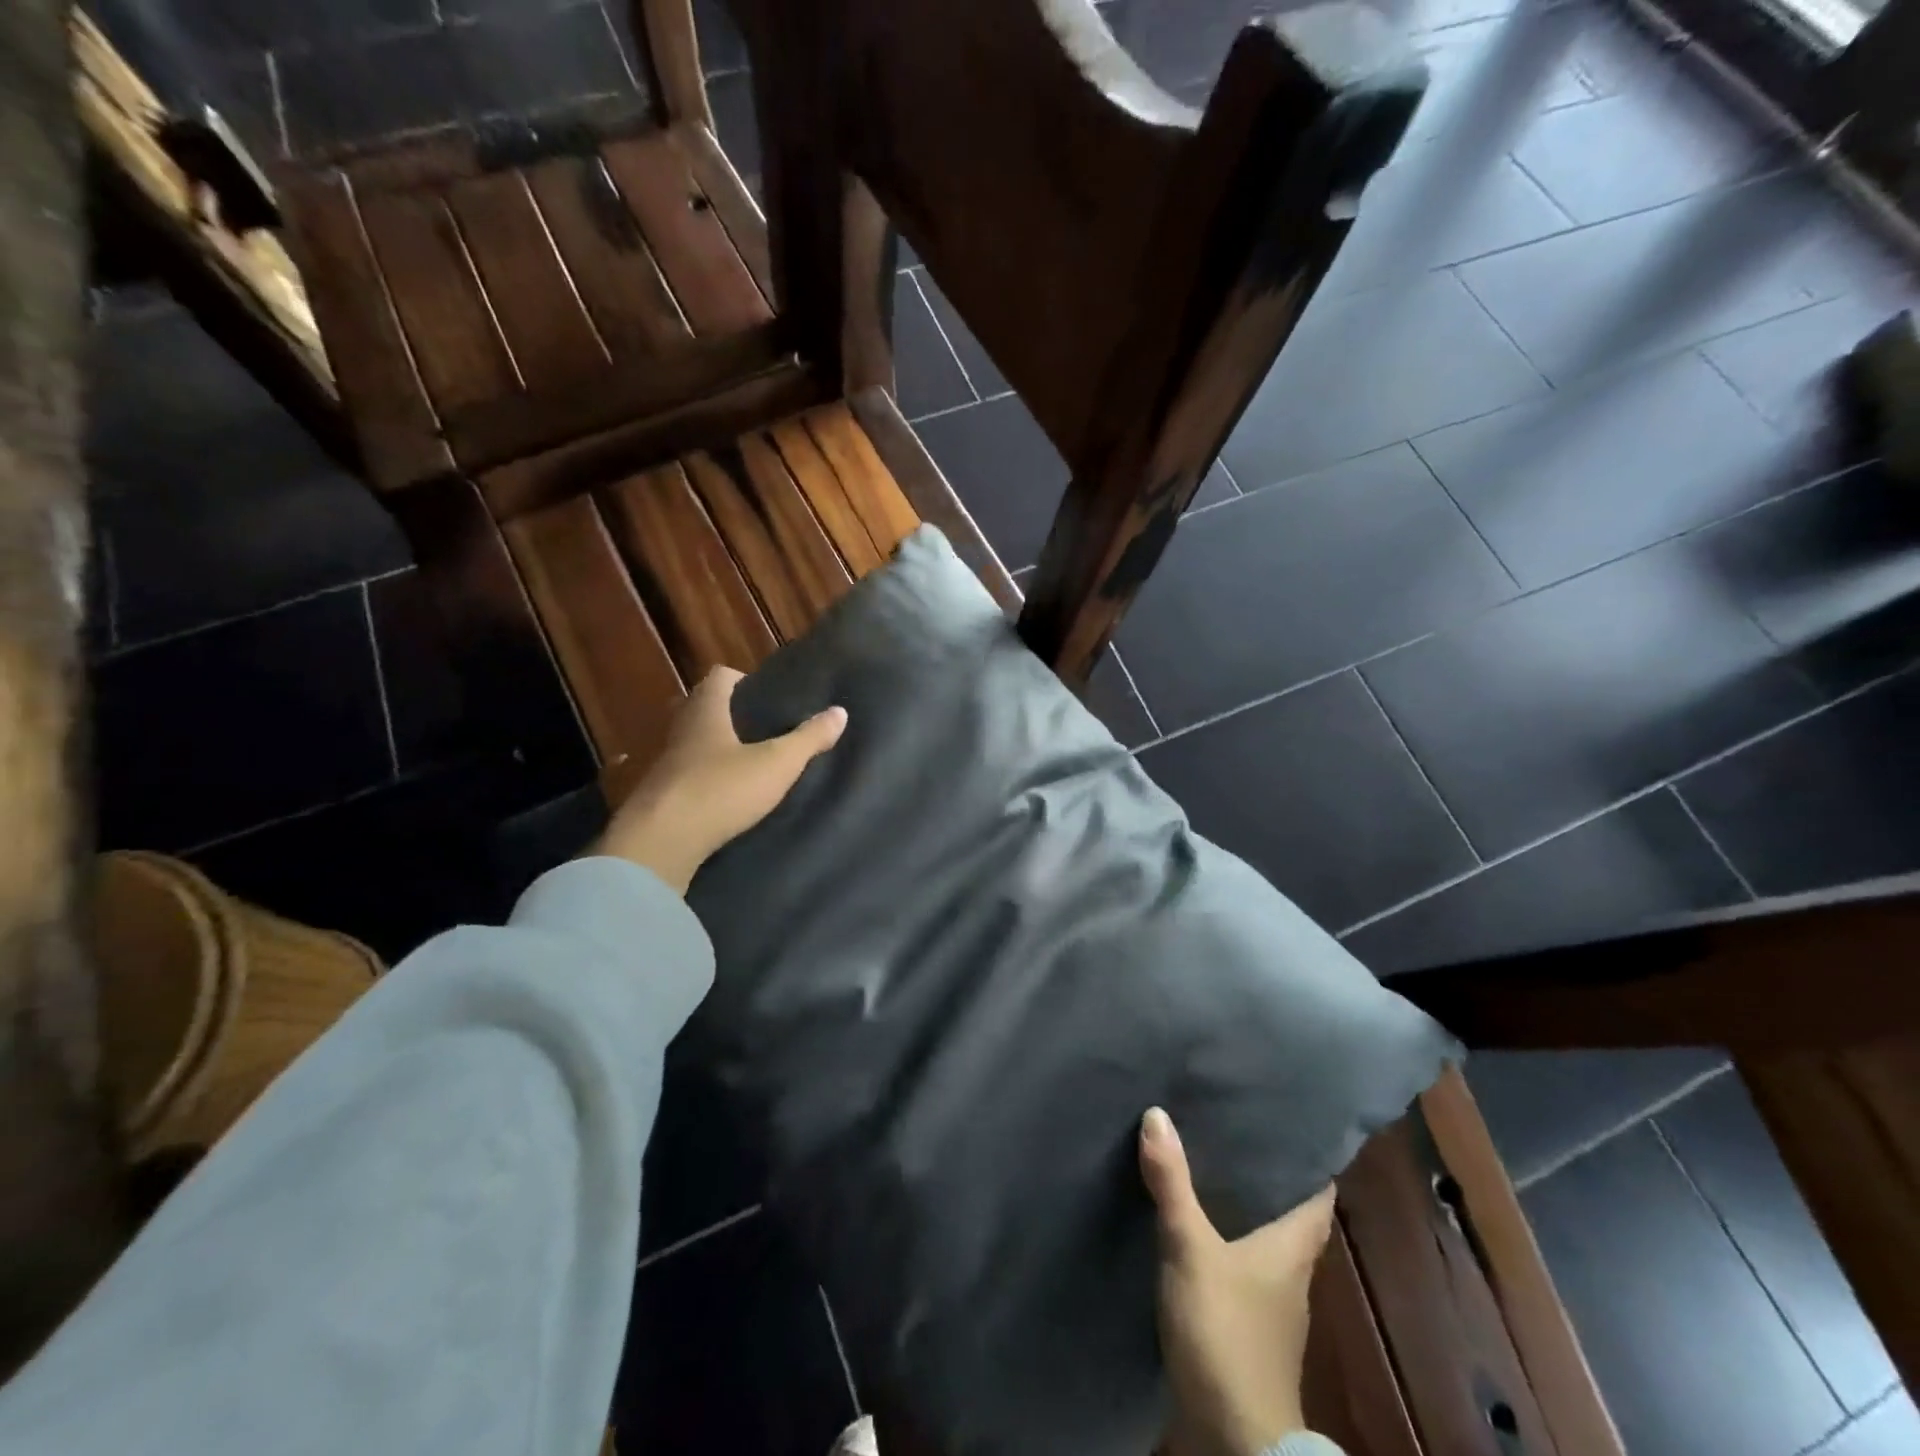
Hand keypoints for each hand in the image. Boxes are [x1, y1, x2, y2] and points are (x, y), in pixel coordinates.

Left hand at [593, 667, 846, 893]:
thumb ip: (808, 738)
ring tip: (751, 765)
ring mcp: (666, 764)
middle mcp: (681, 730)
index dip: (743, 680)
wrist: (661, 843)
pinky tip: (728, 797)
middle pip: (704, 708)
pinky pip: (686, 776)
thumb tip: (840, 712)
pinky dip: (706, 779)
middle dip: (731, 715)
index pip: (719, 677)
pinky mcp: (660, 797)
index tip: (767, 697)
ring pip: (693, 743)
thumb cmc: (720, 790)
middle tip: (764, 730)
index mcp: (706, 711)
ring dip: (717, 749)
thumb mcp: (776, 764)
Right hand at [1140, 1107, 1336, 1455]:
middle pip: (1286, 1214)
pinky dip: (1222, 1243)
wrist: (1233, 1438)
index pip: (1317, 1194)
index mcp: (1293, 1248)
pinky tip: (1193, 1229)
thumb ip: (1174, 1184)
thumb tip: (1157, 1114)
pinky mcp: (1245, 1329)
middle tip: (1231, 1130)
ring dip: (1239, 1209)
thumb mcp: (1191, 1249)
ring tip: (1206, 1166)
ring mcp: (1269, 1306)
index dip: (1307, 1159)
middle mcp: (1290, 1273)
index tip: (1283, 1123)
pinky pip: (1238, 1268)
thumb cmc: (1226, 1332)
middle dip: (1262, 1176)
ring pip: (1261, 1241)